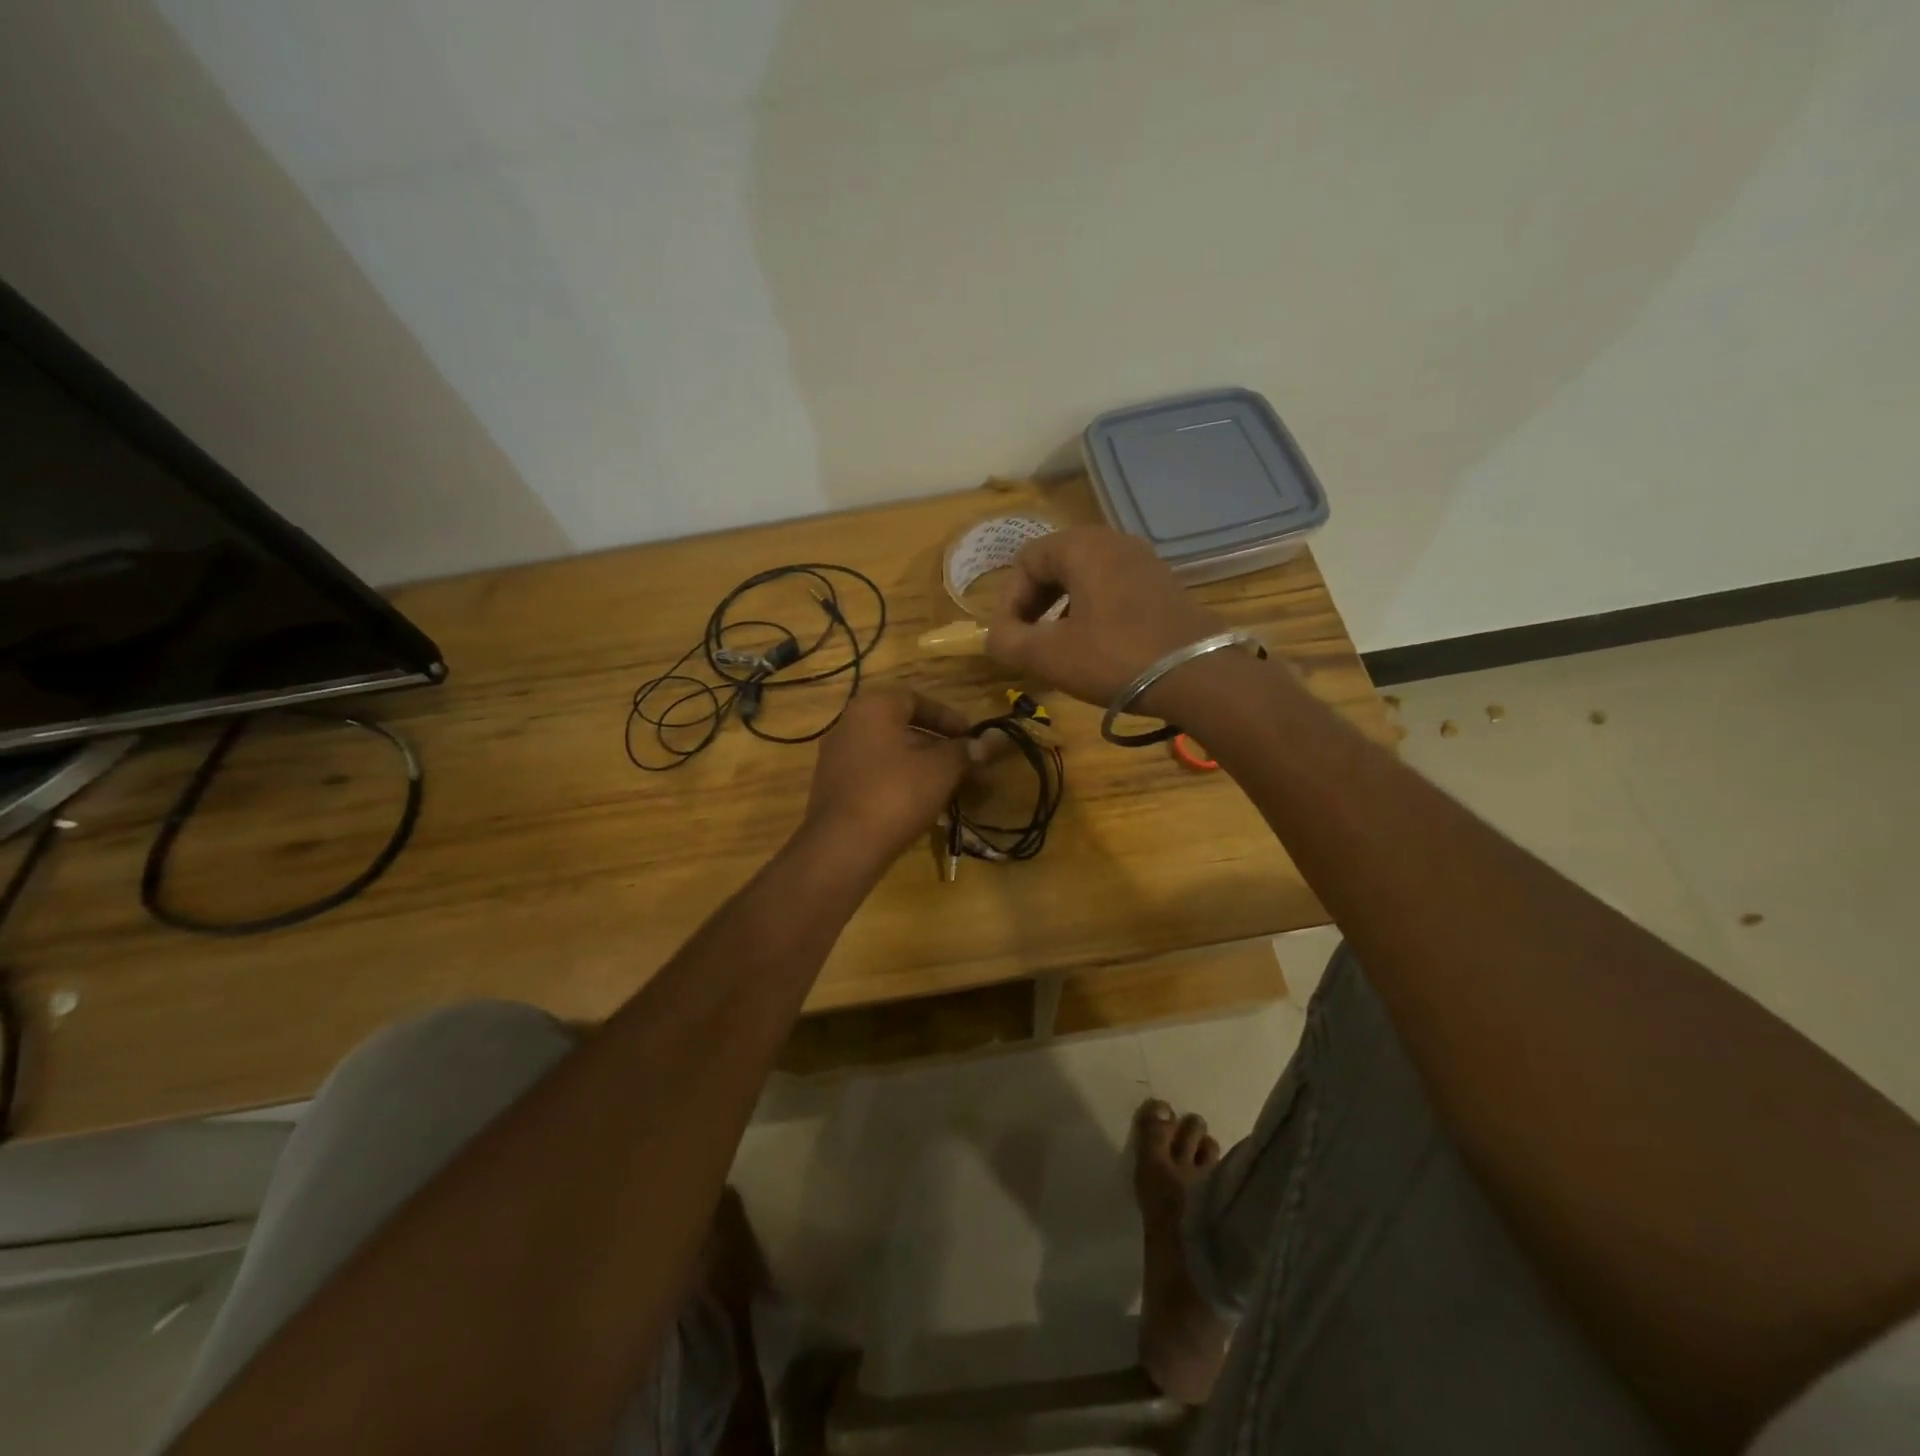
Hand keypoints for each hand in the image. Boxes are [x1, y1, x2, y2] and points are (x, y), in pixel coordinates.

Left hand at [801, 689, 973, 873]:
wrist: (843, 846)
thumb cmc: (897, 793)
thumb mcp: (941, 769)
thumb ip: (964, 752)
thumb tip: (986, 744)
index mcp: (873, 707)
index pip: (916, 700)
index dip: (948, 717)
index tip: (971, 737)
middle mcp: (848, 724)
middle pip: (901, 727)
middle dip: (936, 745)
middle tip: (962, 763)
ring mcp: (835, 758)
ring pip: (888, 754)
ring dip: (919, 766)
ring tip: (947, 786)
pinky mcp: (832, 788)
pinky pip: (873, 775)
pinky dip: (898, 782)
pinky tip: (919, 804)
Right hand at [987, 527, 1223, 710]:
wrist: (1199, 675)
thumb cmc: (1115, 658)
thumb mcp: (1049, 655)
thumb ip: (1007, 641)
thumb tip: (994, 635)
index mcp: (1082, 546)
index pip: (1026, 561)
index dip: (1008, 601)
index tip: (1009, 639)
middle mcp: (1113, 541)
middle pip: (1055, 564)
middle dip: (1034, 605)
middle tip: (1029, 642)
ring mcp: (1144, 561)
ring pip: (1085, 578)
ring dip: (1062, 610)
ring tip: (1060, 648)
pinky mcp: (1164, 585)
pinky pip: (1113, 589)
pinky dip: (1093, 612)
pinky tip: (1097, 647)